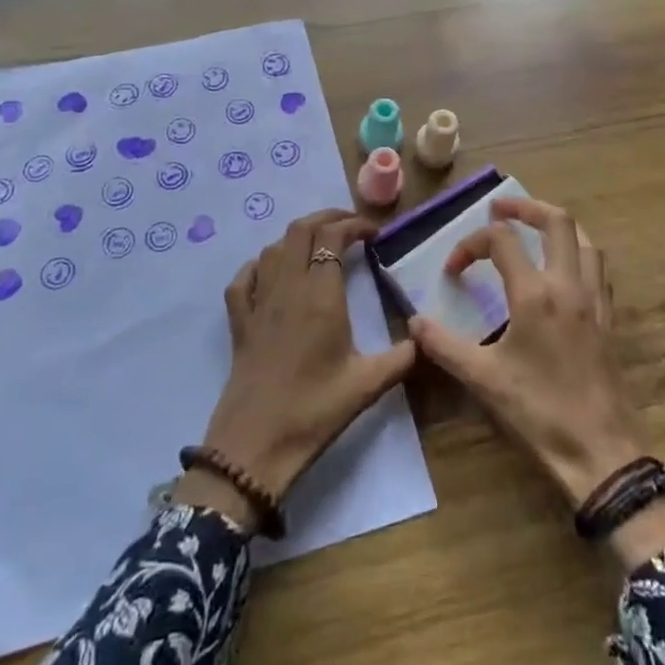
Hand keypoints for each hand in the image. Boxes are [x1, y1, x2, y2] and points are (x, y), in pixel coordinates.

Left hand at [174, 209, 415, 531]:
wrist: (254, 445)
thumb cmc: (314, 410)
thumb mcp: (367, 385)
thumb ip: (402, 357)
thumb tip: (425, 338)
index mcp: (320, 294)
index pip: (333, 236)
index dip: (354, 225)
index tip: (374, 234)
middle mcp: (287, 287)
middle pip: (301, 230)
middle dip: (327, 218)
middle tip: (351, 228)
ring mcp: (258, 302)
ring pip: (273, 248)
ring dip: (298, 238)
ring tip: (319, 247)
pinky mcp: (239, 322)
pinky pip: (244, 278)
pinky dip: (260, 265)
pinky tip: (272, 273)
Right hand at [411, 198, 664, 568]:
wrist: (601, 451)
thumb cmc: (539, 411)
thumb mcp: (483, 379)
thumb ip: (444, 345)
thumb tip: (414, 322)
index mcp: (536, 293)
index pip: (502, 241)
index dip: (471, 244)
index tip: (453, 269)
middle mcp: (569, 284)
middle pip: (557, 221)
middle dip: (525, 207)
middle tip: (499, 210)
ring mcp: (594, 300)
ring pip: (584, 239)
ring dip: (556, 226)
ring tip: (532, 231)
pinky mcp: (608, 318)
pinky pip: (597, 267)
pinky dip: (577, 252)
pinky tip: (562, 271)